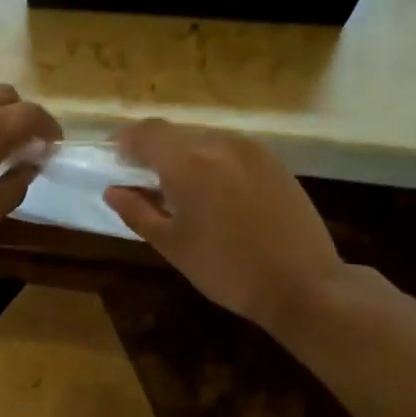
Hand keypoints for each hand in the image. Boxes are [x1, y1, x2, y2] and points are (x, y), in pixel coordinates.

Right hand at [105, 119, 344, 333]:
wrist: (302, 283)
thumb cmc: (226, 269)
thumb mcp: (173, 245)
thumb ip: (137, 212)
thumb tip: (113, 190)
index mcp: (188, 163)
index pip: (146, 133)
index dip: (125, 141)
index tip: (113, 158)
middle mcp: (219, 144)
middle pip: (175, 134)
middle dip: (153, 150)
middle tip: (141, 178)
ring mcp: (252, 150)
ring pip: (204, 139)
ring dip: (184, 155)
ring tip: (177, 187)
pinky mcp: (274, 162)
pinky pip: (230, 150)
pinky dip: (212, 161)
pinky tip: (214, 192)